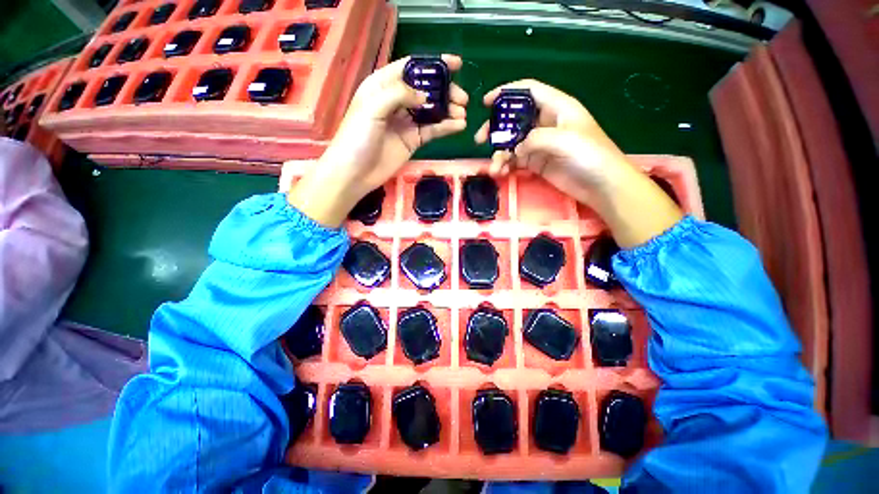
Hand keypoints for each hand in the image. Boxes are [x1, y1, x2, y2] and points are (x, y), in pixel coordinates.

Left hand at [289, 55, 468, 226]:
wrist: (355, 172)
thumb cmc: (357, 137)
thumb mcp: (373, 107)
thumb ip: (399, 94)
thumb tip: (425, 96)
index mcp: (383, 85)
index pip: (411, 68)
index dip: (433, 64)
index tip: (456, 64)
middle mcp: (397, 101)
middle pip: (425, 90)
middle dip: (445, 91)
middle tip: (463, 98)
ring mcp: (406, 122)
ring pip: (431, 111)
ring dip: (449, 110)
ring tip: (463, 112)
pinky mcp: (413, 140)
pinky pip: (432, 130)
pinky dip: (445, 127)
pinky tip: (459, 126)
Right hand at [476, 80, 681, 247]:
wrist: (601, 185)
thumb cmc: (590, 155)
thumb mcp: (564, 139)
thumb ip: (535, 138)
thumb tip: (515, 150)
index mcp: (557, 107)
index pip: (528, 91)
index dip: (506, 93)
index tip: (486, 103)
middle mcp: (546, 123)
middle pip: (514, 119)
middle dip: (496, 129)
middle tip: (480, 140)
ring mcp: (540, 145)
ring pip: (512, 144)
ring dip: (499, 154)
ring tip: (494, 168)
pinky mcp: (537, 163)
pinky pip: (515, 161)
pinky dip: (506, 166)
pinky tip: (500, 173)